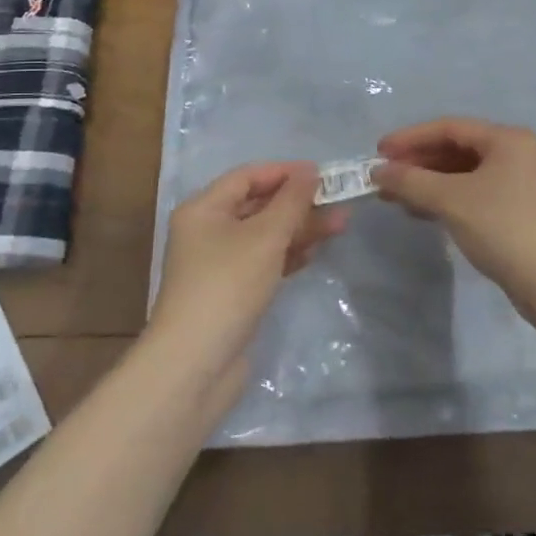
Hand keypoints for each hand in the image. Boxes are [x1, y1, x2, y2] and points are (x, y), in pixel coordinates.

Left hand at [148, 162, 345, 406]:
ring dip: (299, 229)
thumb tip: (310, 171)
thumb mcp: (265, 236)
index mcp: (203, 209)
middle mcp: (207, 231)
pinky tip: (313, 253)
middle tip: (338, 202)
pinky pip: (263, 261)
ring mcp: (218, 265)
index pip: (247, 176)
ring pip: (264, 235)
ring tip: (339, 226)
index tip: (322, 173)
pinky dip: (287, 254)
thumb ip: (292, 201)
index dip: (284, 172)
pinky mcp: (231, 293)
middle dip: (298, 203)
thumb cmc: (227, 285)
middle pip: (258, 206)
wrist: (196, 364)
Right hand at [372, 118, 535, 308]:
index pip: (450, 128)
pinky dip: (447, 199)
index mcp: (508, 139)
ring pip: (465, 175)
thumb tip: (378, 172)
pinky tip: (422, 212)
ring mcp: (521, 184)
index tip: (379, 153)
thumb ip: (411, 181)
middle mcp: (517, 154)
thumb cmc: (502, 227)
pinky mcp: (519, 212)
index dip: (411, 138)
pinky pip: (474, 194)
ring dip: (429, 183)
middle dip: (418, 163)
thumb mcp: (451, 200)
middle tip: (385, 177)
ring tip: (394, 197)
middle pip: (457, 149)